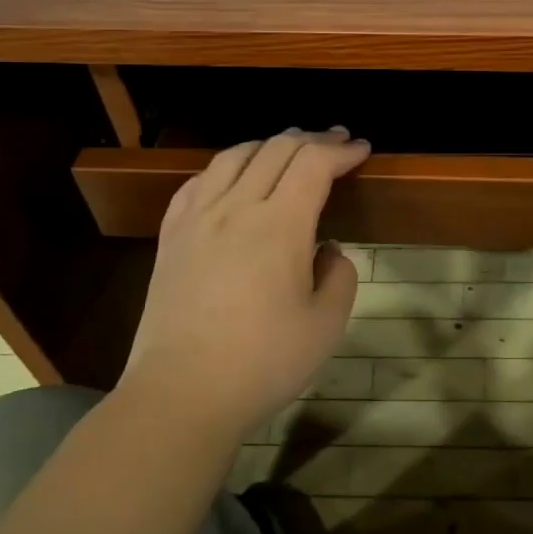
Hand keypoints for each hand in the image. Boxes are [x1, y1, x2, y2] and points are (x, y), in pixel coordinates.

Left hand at [112, 128, 370, 447]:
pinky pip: (197, 182)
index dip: (341, 150)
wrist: (181, 394)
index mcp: (279, 225)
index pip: (313, 164)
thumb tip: (326, 250)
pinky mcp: (171, 237)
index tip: (361, 149)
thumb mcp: (326, 325)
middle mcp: (236, 209)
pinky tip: (231, 177)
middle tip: (335, 140)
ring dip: (267, 145)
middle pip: (275, 150)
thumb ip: (339, 276)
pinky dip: (224, 167)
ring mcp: (197, 219)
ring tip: (287, 149)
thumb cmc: (263, 362)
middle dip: (311, 139)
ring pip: (233, 157)